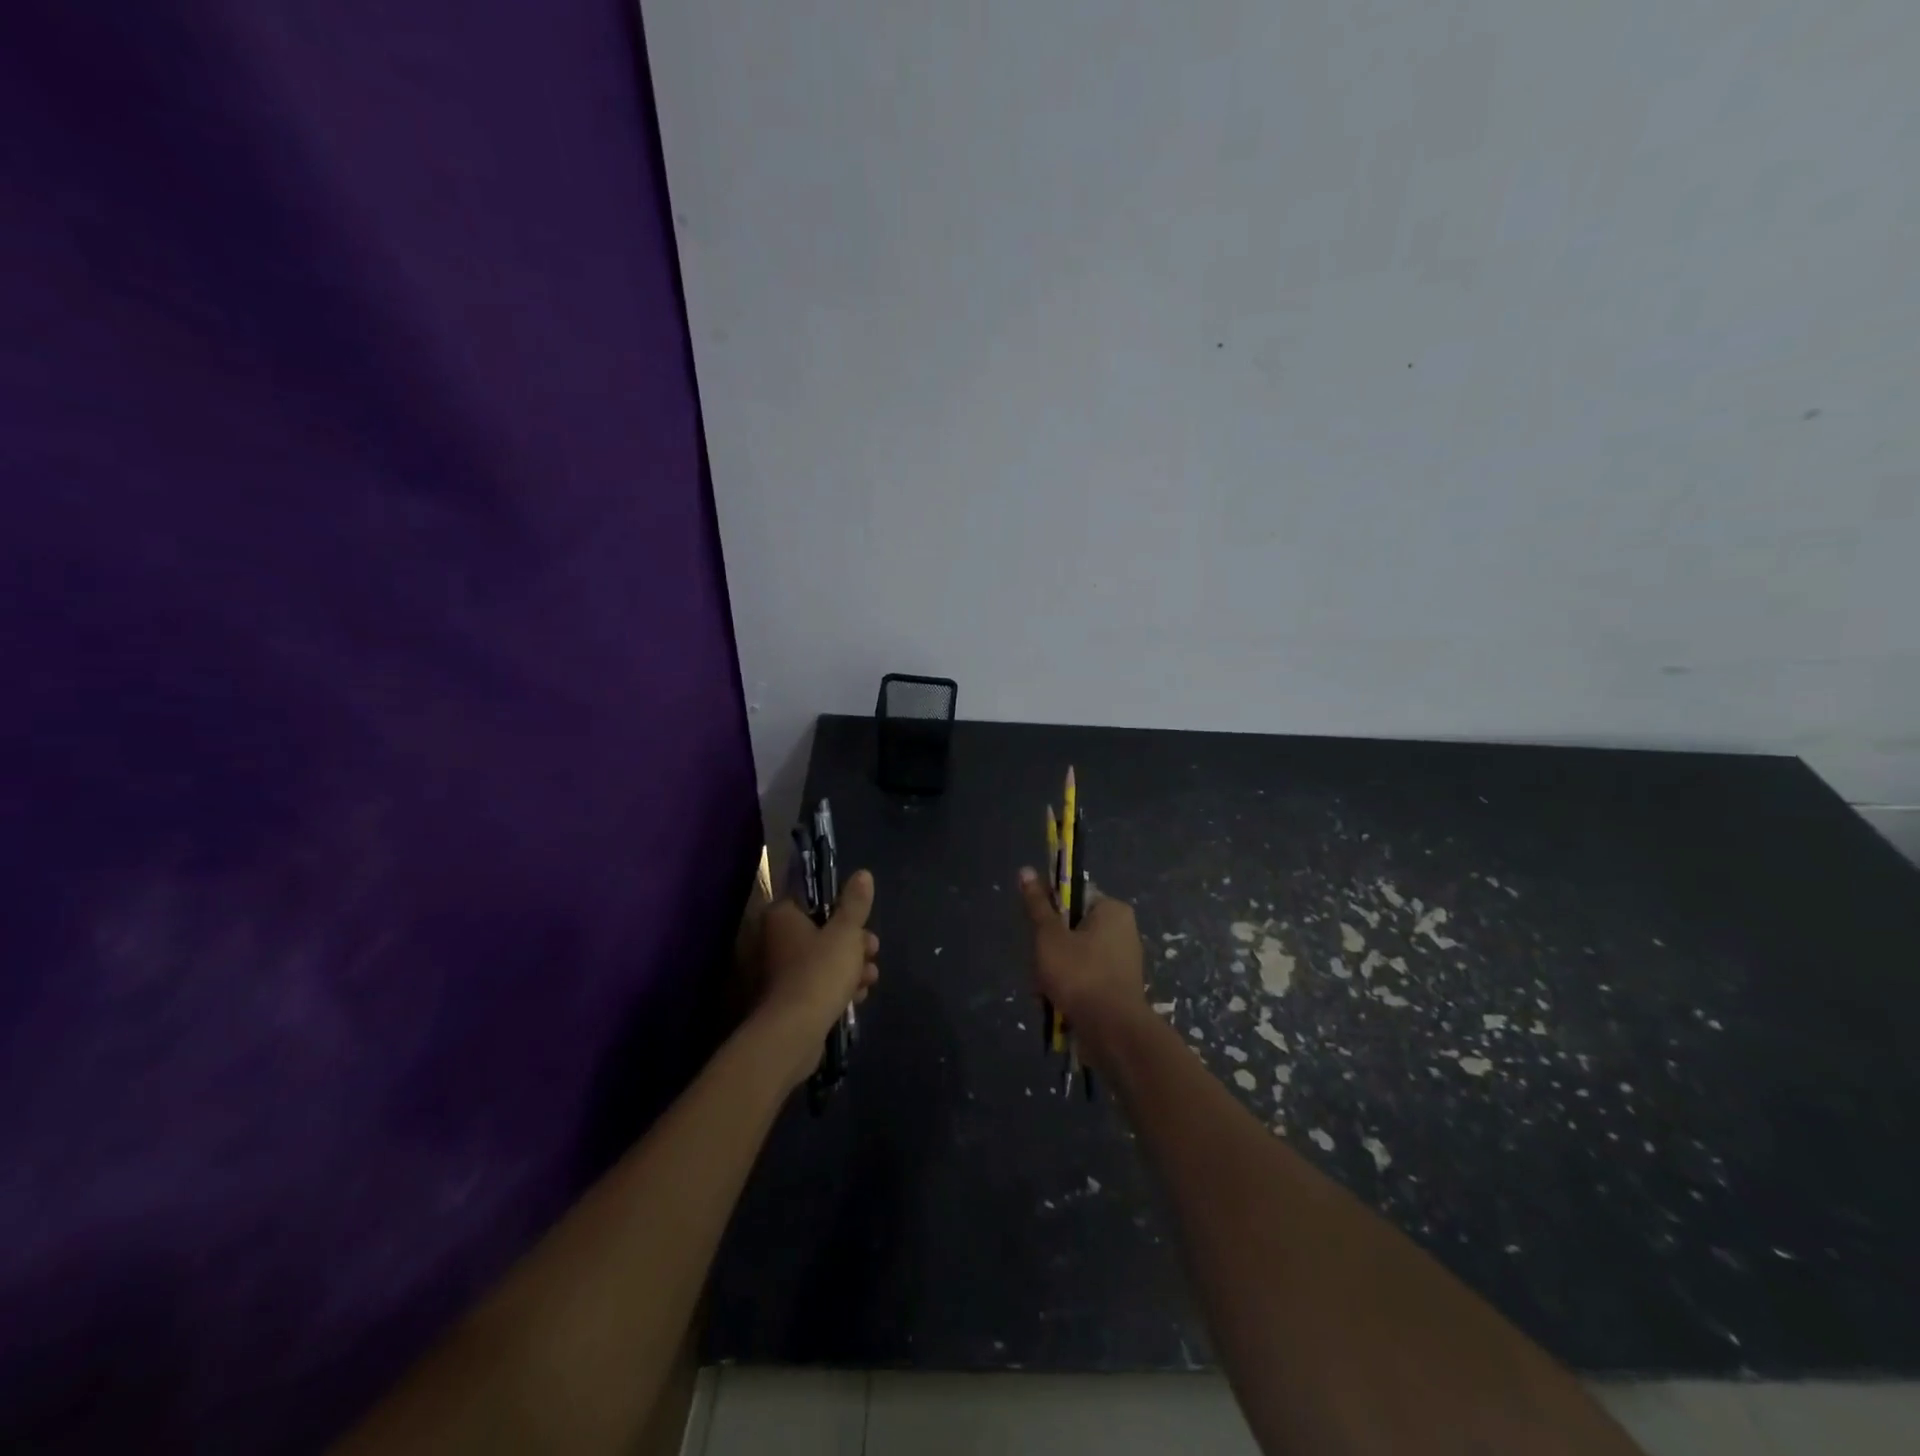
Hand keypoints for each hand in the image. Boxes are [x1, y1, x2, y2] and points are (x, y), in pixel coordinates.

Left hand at [754, 869, 878, 1090]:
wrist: (794, 1033)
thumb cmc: (819, 972)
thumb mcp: (846, 933)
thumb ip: (855, 904)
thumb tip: (863, 873)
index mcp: (783, 916)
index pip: (815, 902)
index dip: (844, 911)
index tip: (864, 924)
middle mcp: (776, 940)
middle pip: (823, 932)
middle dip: (854, 943)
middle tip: (873, 952)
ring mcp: (781, 972)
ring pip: (824, 960)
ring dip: (851, 967)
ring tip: (870, 979)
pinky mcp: (789, 1000)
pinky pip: (819, 985)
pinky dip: (838, 988)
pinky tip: (857, 997)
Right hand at [1017, 867, 1143, 1065]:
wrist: (1113, 1033)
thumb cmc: (1080, 974)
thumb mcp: (1049, 936)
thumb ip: (1037, 905)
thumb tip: (1025, 870)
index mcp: (1112, 910)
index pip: (1073, 898)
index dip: (1050, 914)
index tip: (1039, 933)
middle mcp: (1122, 931)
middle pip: (1070, 931)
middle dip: (1049, 952)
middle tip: (1039, 968)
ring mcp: (1122, 963)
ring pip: (1073, 959)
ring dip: (1053, 975)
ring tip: (1045, 993)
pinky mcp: (1118, 990)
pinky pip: (1085, 980)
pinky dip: (1068, 991)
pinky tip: (1055, 1006)